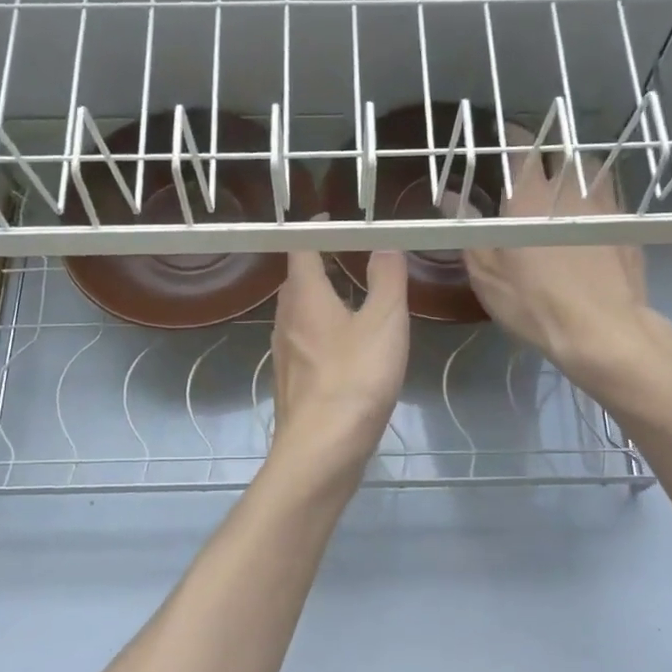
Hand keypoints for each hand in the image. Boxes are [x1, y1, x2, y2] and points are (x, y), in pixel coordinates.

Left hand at [269, 247, 408, 476]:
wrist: (322, 449)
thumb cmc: (355, 378)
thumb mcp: (384, 322)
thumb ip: (387, 279)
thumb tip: (385, 244)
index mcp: (304, 296)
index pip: (301, 249)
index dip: (316, 231)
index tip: (335, 221)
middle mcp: (285, 319)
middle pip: (296, 281)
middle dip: (318, 265)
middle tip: (348, 257)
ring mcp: (284, 354)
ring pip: (298, 315)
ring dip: (319, 301)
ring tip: (350, 300)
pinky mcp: (291, 384)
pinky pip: (304, 345)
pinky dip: (321, 333)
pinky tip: (343, 350)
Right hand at [464, 149, 671, 397]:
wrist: (602, 331)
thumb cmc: (534, 304)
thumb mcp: (487, 274)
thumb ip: (469, 228)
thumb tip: (451, 194)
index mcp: (529, 198)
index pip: (520, 148)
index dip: (510, 136)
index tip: (502, 136)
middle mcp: (570, 190)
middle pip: (562, 151)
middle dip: (547, 151)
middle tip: (534, 165)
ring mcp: (605, 207)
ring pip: (592, 169)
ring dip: (577, 169)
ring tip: (566, 185)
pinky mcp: (627, 228)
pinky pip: (612, 197)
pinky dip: (598, 196)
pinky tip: (591, 216)